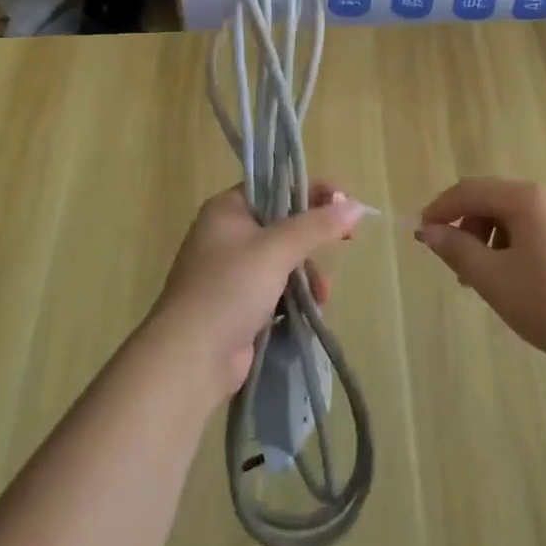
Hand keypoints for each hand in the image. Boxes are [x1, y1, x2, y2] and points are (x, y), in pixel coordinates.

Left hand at [150, 182, 363, 403]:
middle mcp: (227, 235)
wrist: (190, 359)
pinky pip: (276, 289)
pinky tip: (311, 309)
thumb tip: (355, 206)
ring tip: (322, 293)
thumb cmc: (230, 288)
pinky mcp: (238, 305)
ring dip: (307, 272)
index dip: (312, 190)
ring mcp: (231, 272)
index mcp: (227, 210)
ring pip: (282, 259)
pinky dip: (294, 295)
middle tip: (346, 240)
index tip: (344, 203)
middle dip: (313, 237)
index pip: (276, 186)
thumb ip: (317, 225)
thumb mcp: (277, 249)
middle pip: (282, 223)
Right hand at [415, 177, 545, 373]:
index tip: (421, 233)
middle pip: (492, 199)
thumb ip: (457, 249)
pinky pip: (532, 230)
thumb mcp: (493, 278)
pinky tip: (510, 280)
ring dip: (487, 238)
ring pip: (512, 216)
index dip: (441, 208)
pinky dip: (510, 246)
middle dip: (465, 226)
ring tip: (480, 278)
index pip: (470, 190)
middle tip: (453, 264)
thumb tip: (429, 232)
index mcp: (526, 198)